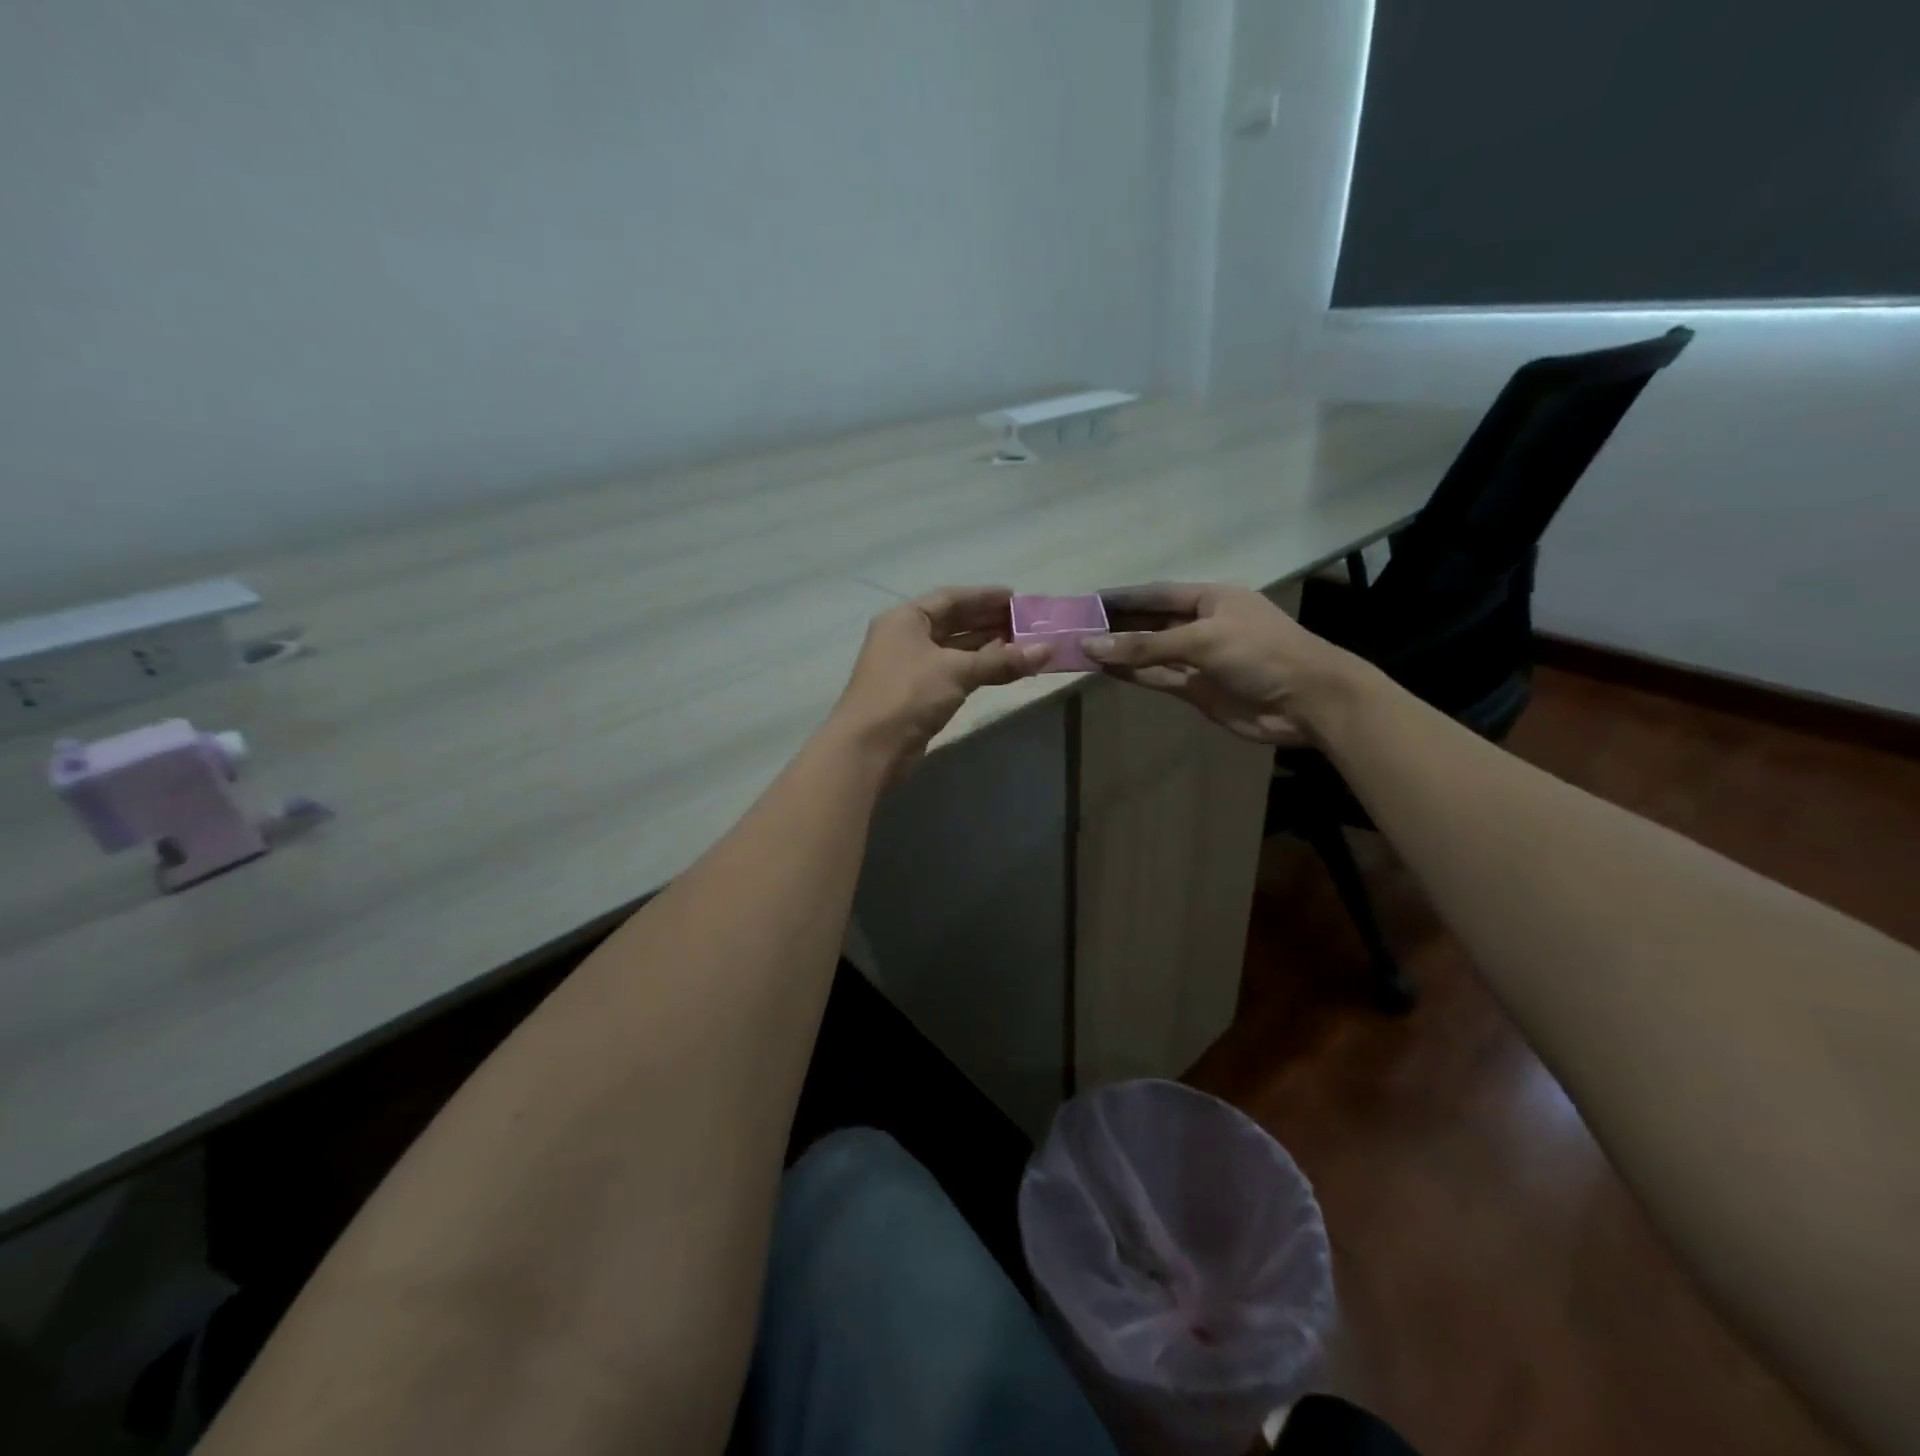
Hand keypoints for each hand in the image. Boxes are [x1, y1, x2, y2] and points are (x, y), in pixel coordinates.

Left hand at [831, 587, 1048, 769]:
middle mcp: (905, 637)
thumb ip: (1002, 660)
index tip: (1016, 598)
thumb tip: (1048, 650)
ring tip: (1021, 645)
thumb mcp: (957, 671)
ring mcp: (909, 667)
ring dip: (985, 647)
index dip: (984, 596)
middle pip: (952, 622)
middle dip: (988, 621)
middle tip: (1026, 623)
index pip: (950, 598)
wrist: (870, 748)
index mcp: (906, 619)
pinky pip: (952, 672)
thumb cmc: (908, 695)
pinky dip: (976, 668)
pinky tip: (1000, 669)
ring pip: (953, 650)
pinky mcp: (916, 694)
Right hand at [1083, 582, 1366, 746]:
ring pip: (1150, 652)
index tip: (1087, 600)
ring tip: (1080, 649)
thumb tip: (1092, 646)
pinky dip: (1133, 674)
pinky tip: (1105, 669)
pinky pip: (1157, 677)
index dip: (1122, 597)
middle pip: (1150, 622)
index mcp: (1210, 599)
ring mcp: (1199, 659)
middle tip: (1074, 627)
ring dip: (1120, 651)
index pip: (1156, 594)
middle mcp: (1202, 625)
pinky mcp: (1197, 689)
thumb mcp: (1202, 640)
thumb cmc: (1261, 654)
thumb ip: (1146, 645)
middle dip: (1116, 625)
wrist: (1308, 702)